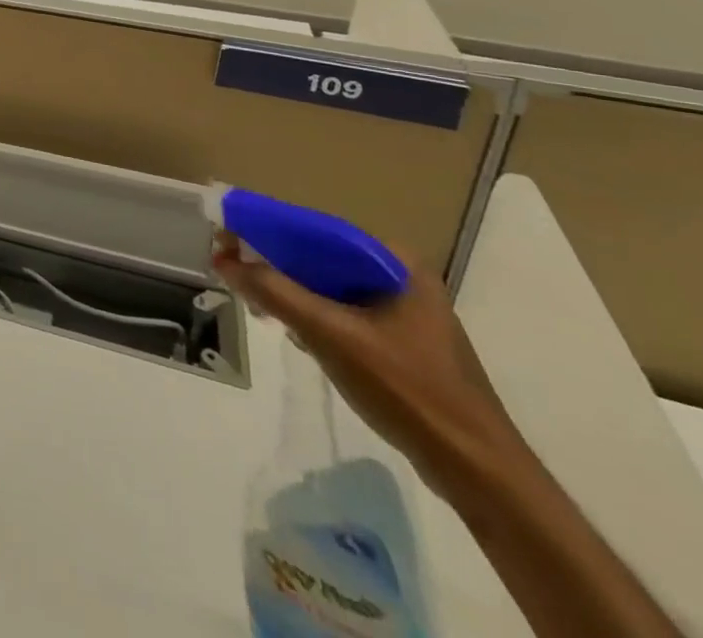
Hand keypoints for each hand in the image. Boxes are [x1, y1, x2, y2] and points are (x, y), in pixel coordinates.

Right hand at [214, 240, 526, 499]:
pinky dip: (314, 315)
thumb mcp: (332, 336)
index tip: (227, 239)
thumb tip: (223, 259)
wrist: (479, 473)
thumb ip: (276, 293)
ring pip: (330, 286)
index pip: (317, 230)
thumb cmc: (408, 392)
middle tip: (234, 271)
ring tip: (257, 301)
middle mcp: (402, 276)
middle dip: (276, 263)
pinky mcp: (402, 342)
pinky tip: (294, 333)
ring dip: (292, 290)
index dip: (267, 230)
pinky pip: (344, 312)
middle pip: (322, 257)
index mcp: (396, 262)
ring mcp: (405, 312)